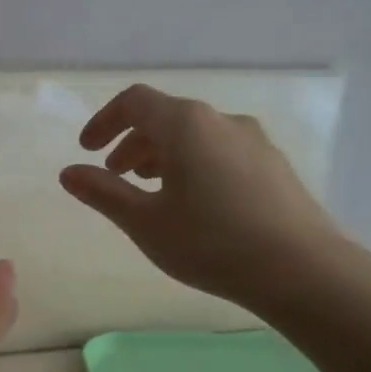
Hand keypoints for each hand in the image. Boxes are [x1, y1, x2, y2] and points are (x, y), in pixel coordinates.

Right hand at [59, 84, 342, 313]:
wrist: (301, 269)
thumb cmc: (211, 243)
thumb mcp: (146, 222)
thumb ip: (104, 193)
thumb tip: (69, 172)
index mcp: (186, 125)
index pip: (134, 102)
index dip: (104, 121)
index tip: (88, 150)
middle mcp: (221, 120)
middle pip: (166, 117)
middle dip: (133, 143)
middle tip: (116, 176)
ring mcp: (254, 140)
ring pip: (196, 136)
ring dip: (164, 155)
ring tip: (152, 191)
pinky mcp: (273, 165)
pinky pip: (221, 151)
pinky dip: (194, 164)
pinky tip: (196, 203)